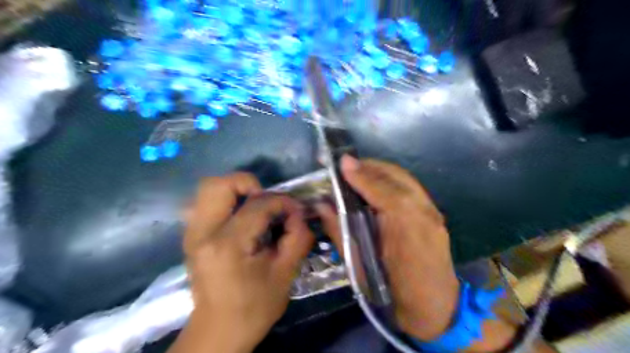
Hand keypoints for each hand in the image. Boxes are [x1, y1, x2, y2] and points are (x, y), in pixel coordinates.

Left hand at [171, 173, 314, 352]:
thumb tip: (298, 213)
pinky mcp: (191, 235)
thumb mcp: (285, 274)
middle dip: (249, 184)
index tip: (296, 210)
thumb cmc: (254, 307)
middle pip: (219, 185)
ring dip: (236, 191)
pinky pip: (206, 202)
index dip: (282, 202)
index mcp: (227, 245)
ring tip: (255, 207)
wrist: (219, 331)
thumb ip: (297, 237)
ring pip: (209, 189)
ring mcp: (191, 233)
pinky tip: (241, 218)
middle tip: (267, 201)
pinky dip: (226, 201)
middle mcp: (202, 233)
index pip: (257, 205)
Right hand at [317, 155, 461, 340]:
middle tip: (345, 165)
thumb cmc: (394, 293)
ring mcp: (432, 211)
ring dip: (378, 171)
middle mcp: (423, 212)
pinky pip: (408, 187)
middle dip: (368, 166)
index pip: (380, 189)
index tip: (341, 162)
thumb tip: (323, 206)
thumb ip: (341, 231)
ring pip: (403, 178)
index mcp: (405, 227)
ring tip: (357, 172)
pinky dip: (390, 180)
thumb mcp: (361, 267)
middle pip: (395, 176)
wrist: (436, 309)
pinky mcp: (434, 213)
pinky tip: (375, 186)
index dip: (359, 174)